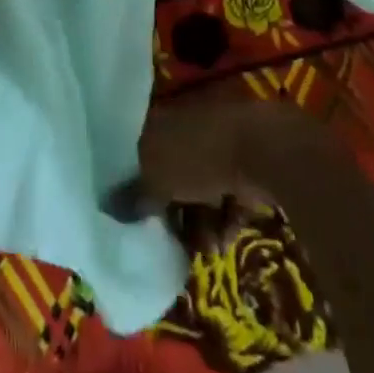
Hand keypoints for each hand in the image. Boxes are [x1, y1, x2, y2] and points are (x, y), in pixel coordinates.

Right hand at [113, 98, 325, 222]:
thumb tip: (108, 208)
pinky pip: (228, 195)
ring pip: (200, 188)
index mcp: (159, 121)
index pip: (137, 150)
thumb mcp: (157, 178)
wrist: (265, 148)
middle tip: (169, 242)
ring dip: (200, 223)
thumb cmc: (200, 155)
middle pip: (170, 173)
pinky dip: (225, 218)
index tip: (129, 213)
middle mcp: (186, 127)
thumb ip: (134, 196)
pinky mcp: (246, 163)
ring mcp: (218, 144)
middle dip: (170, 211)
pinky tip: (225, 242)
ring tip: (206, 251)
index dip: (131, 181)